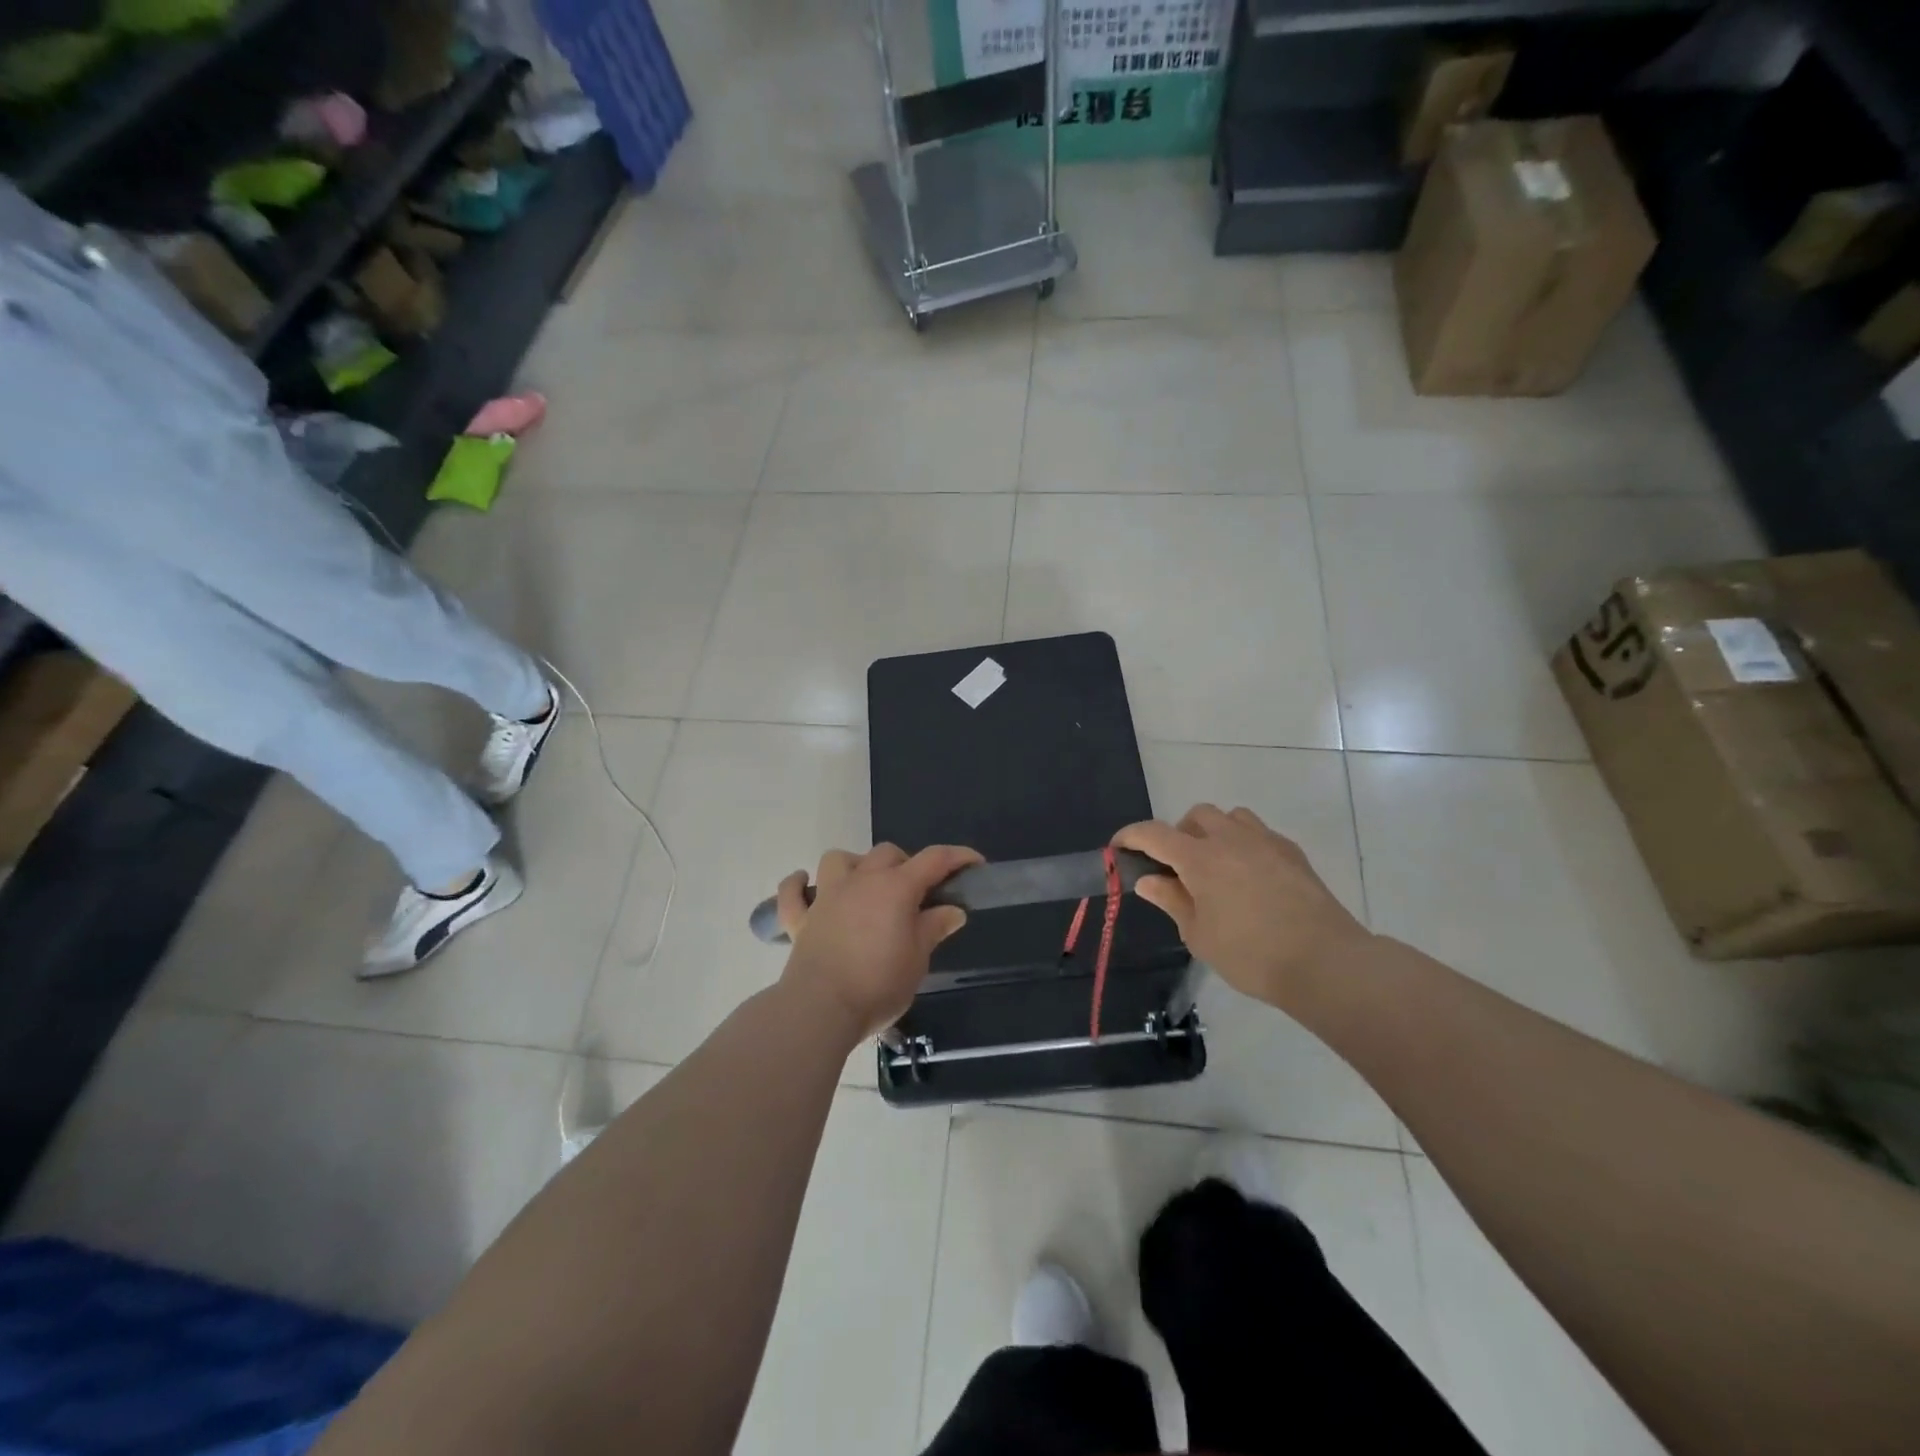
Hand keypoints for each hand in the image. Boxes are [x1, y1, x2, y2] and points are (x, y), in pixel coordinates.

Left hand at [774, 843, 982, 1041]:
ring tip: (865, 885)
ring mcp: (826, 897)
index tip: (974, 863)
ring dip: (855, 865)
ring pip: (838, 859)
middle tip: (917, 893)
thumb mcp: (918, 959)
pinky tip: (805, 884)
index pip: (934, 860)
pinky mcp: (801, 919)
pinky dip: (798, 885)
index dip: (957, 857)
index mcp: (896, 888)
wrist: (821, 1008)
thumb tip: (952, 910)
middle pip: (887, 854)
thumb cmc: (878, 984)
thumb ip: (933, 928)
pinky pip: (793, 892)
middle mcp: (861, 881)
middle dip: (906, 864)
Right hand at [1114, 805, 1371, 1010]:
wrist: (1324, 961)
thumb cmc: (1250, 953)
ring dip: (1215, 832)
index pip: (1154, 833)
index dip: (1131, 836)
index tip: (1119, 848)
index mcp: (1199, 857)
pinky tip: (1250, 877)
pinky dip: (1244, 845)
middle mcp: (1230, 838)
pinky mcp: (1292, 853)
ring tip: (1215, 866)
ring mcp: (1265, 841)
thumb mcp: (1198, 934)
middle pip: (1195, 816)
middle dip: (1178, 833)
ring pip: (1231, 817)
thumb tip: (1148, 880)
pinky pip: (1259, 834)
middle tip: (1177, 867)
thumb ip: (1171, 900)